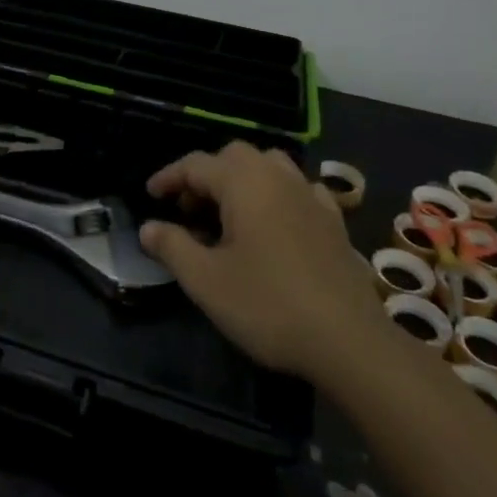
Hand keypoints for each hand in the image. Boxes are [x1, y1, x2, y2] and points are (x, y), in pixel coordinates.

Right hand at [140, 141, 375, 380]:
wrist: (348, 340)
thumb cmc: (268, 305)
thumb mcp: (206, 281)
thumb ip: (172, 247)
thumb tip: (148, 227)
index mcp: (243, 183)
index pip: (196, 164)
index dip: (169, 177)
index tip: (150, 195)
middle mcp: (278, 177)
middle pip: (234, 157)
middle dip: (206, 175)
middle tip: (187, 208)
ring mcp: (310, 196)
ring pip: (269, 166)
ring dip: (242, 180)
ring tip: (227, 213)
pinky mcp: (334, 220)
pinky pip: (298, 189)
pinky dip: (277, 195)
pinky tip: (274, 223)